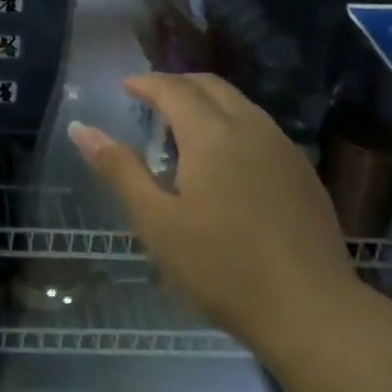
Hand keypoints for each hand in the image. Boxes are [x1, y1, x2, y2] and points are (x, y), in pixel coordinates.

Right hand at [70, 73, 362, 354]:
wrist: (310, 309)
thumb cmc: (221, 267)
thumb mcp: (157, 222)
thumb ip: (120, 169)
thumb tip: (81, 129)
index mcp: (211, 134)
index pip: (173, 88)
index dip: (146, 83)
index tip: (125, 87)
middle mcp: (251, 127)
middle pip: (211, 86)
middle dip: (177, 83)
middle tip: (151, 99)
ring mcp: (283, 148)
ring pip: (240, 104)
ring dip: (208, 101)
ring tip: (184, 125)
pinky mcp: (303, 172)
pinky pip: (261, 127)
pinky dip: (233, 123)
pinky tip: (226, 157)